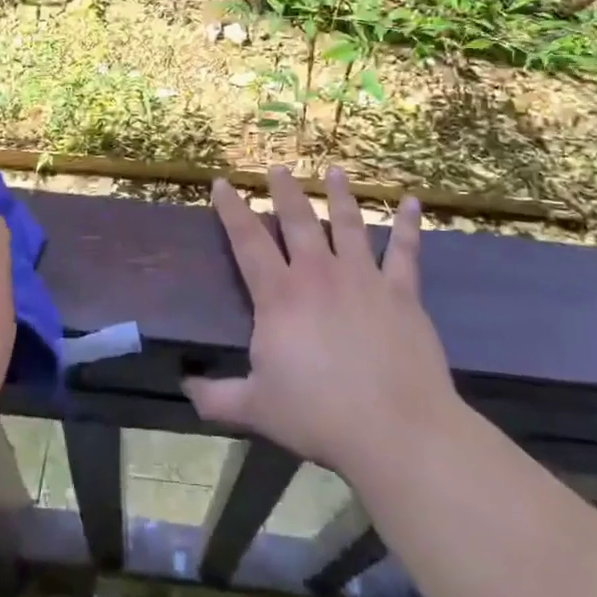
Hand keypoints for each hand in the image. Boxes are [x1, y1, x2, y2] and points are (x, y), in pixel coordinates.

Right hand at [184, 166, 457, 481]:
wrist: (394, 429)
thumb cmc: (319, 415)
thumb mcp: (256, 408)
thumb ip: (216, 397)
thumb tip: (185, 388)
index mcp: (279, 296)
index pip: (248, 241)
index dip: (232, 209)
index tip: (223, 182)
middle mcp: (318, 274)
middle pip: (298, 220)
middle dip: (285, 190)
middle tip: (278, 167)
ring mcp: (363, 278)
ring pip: (348, 224)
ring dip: (340, 195)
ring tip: (334, 171)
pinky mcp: (401, 292)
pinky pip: (405, 251)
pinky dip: (407, 225)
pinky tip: (411, 202)